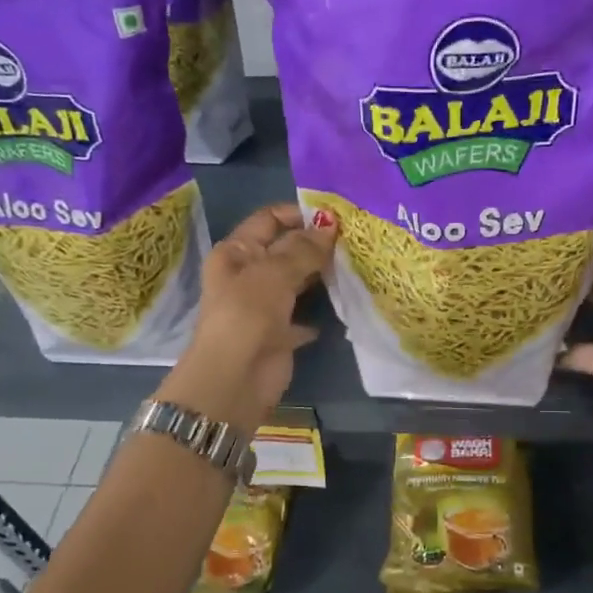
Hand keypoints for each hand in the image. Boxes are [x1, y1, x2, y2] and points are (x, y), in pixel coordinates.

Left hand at [155, 203, 336, 435]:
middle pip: (285, 248)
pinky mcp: (279, 332)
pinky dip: (320, 309)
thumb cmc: (247, 314)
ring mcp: (264, 304)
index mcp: (236, 252)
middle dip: (316, 243)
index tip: (336, 216)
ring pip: (297, 280)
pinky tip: (346, 300)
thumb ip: (304, 248)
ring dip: (321, 273)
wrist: (236, 379)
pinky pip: (304, 313)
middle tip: (355, 238)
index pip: (269, 219)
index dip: (299, 213)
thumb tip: (330, 224)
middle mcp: (248, 274)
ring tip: (356, 263)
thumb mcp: (274, 272)